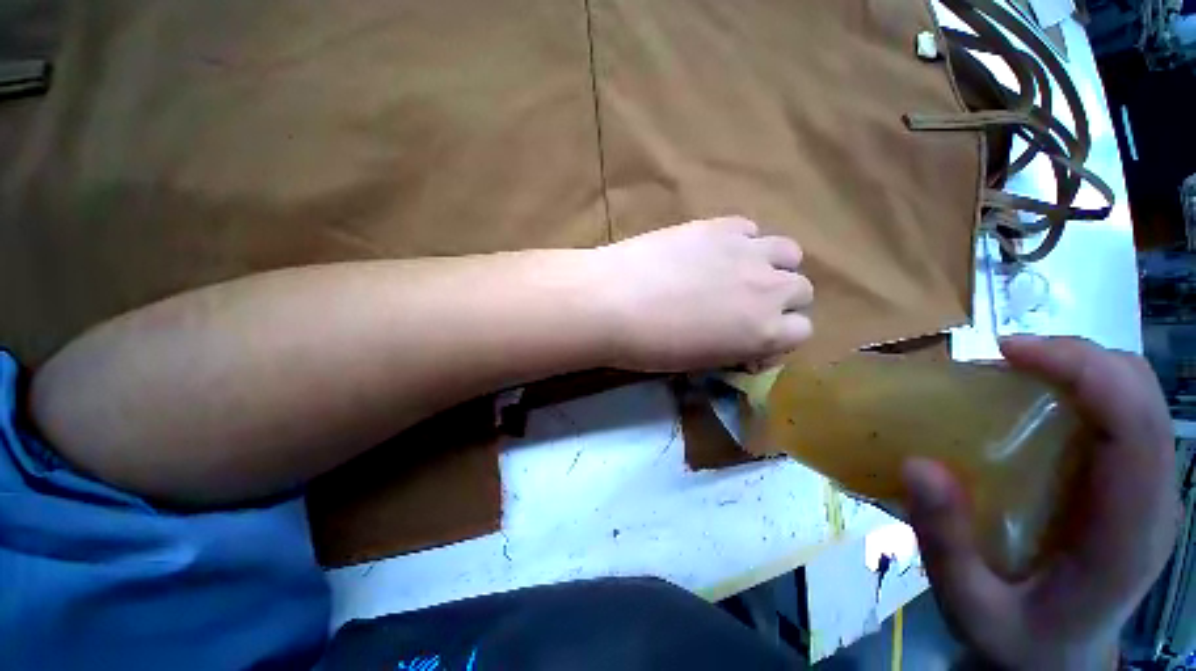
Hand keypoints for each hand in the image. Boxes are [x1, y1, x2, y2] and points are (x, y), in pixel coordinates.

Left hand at [594, 217, 812, 371]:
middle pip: (802, 289)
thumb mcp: (700, 361)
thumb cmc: (650, 345)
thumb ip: (734, 348)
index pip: (801, 332)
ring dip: (773, 264)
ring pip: (788, 252)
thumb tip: (744, 340)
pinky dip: (742, 240)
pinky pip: (750, 228)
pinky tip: (716, 250)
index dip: (779, 336)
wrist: (613, 302)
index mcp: (764, 333)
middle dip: (781, 299)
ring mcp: (747, 252)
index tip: (755, 337)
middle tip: (747, 304)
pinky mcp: (720, 226)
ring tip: (742, 271)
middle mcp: (769, 290)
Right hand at [903, 336, 1178, 668]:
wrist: (1057, 661)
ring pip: (1134, 395)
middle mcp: (1153, 499)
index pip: (1135, 426)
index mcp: (1129, 534)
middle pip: (1141, 394)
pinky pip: (1117, 413)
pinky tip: (1031, 402)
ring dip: (1078, 369)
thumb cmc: (1019, 641)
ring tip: (1012, 372)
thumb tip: (918, 464)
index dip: (1083, 372)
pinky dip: (1078, 389)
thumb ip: (947, 546)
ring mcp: (1146, 488)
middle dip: (1078, 358)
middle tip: (1004, 358)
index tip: (1009, 352)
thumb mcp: (971, 610)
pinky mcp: (1128, 483)